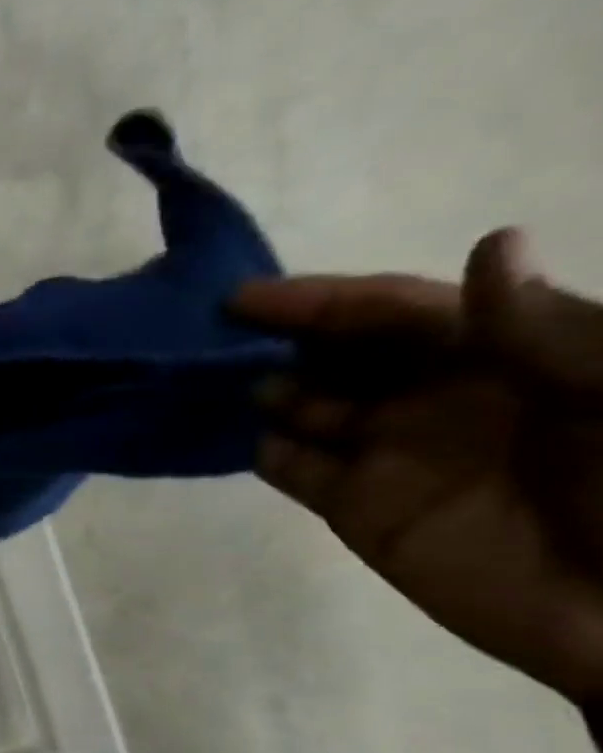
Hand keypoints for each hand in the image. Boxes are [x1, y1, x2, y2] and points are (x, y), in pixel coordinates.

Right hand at [232, 229, 602, 704]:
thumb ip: (551, 330)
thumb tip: (488, 245)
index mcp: (500, 355)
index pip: (396, 312)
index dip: (323, 300)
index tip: (243, 301)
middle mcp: (431, 395)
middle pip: (336, 354)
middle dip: (274, 341)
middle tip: (202, 341)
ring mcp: (386, 453)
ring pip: (303, 406)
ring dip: (259, 390)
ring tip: (202, 385)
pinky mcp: (353, 507)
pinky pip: (292, 468)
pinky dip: (261, 450)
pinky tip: (231, 437)